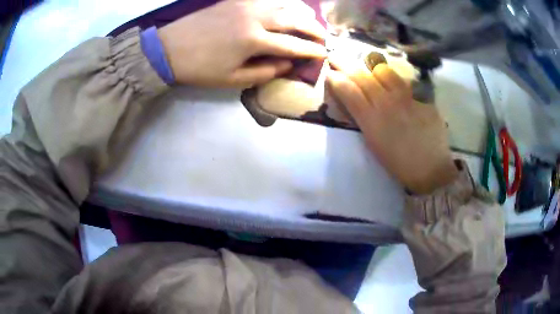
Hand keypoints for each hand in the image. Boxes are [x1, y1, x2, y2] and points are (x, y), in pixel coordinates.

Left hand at [158, 0, 325, 87]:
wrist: (169, 48)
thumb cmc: (199, 68)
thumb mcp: (231, 79)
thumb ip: (264, 73)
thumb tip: (287, 65)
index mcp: (253, 41)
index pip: (292, 45)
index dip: (310, 50)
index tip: (324, 53)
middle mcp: (254, 18)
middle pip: (293, 20)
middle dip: (312, 29)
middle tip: (323, 36)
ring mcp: (245, 5)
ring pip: (282, 4)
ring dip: (300, 12)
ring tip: (310, 20)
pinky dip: (279, 3)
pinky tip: (284, 8)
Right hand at [326, 60, 457, 193]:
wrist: (430, 169)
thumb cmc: (398, 163)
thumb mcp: (374, 143)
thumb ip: (363, 118)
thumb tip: (355, 101)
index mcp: (371, 120)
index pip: (348, 90)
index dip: (336, 79)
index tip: (330, 72)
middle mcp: (386, 103)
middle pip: (362, 76)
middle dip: (345, 63)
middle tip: (336, 55)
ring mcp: (406, 97)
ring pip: (384, 71)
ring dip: (371, 66)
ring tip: (368, 65)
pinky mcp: (422, 97)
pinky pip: (405, 82)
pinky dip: (395, 80)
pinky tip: (394, 82)